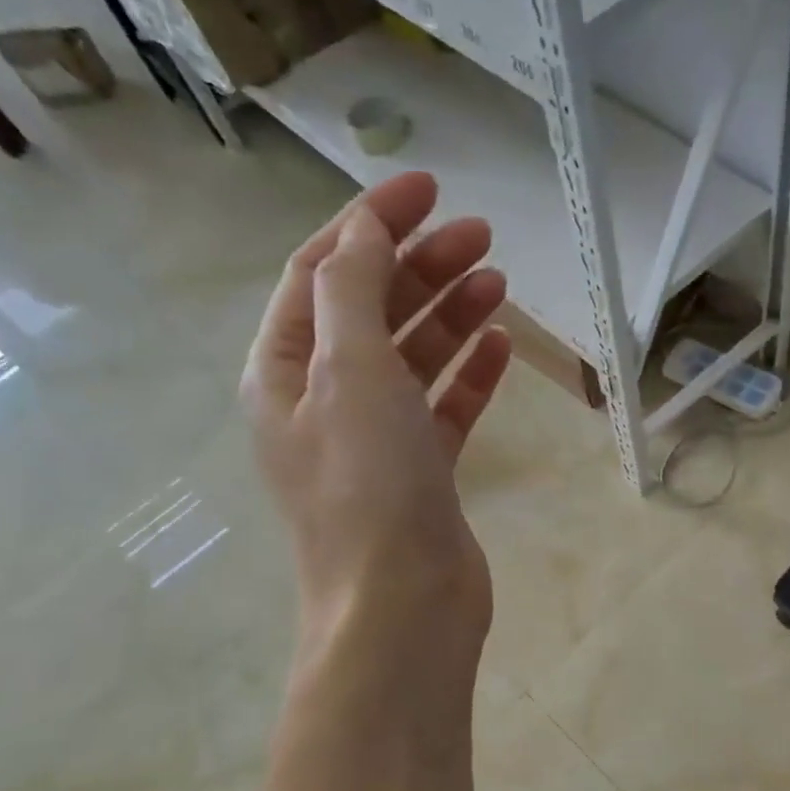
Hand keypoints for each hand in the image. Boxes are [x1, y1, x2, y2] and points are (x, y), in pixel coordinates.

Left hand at [241, 172, 511, 651]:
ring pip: (414, 357)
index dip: (371, 223)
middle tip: (482, 235)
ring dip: (451, 314)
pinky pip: (445, 407)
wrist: (402, 603)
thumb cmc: (367, 484)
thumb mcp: (350, 372)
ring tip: (499, 280)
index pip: (324, 273)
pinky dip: (470, 374)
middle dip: (422, 265)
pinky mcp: (422, 471)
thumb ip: (353, 291)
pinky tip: (502, 347)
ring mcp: (377, 438)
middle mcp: (325, 399)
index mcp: (287, 370)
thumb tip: (365, 231)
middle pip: (374, 310)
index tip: (427, 187)